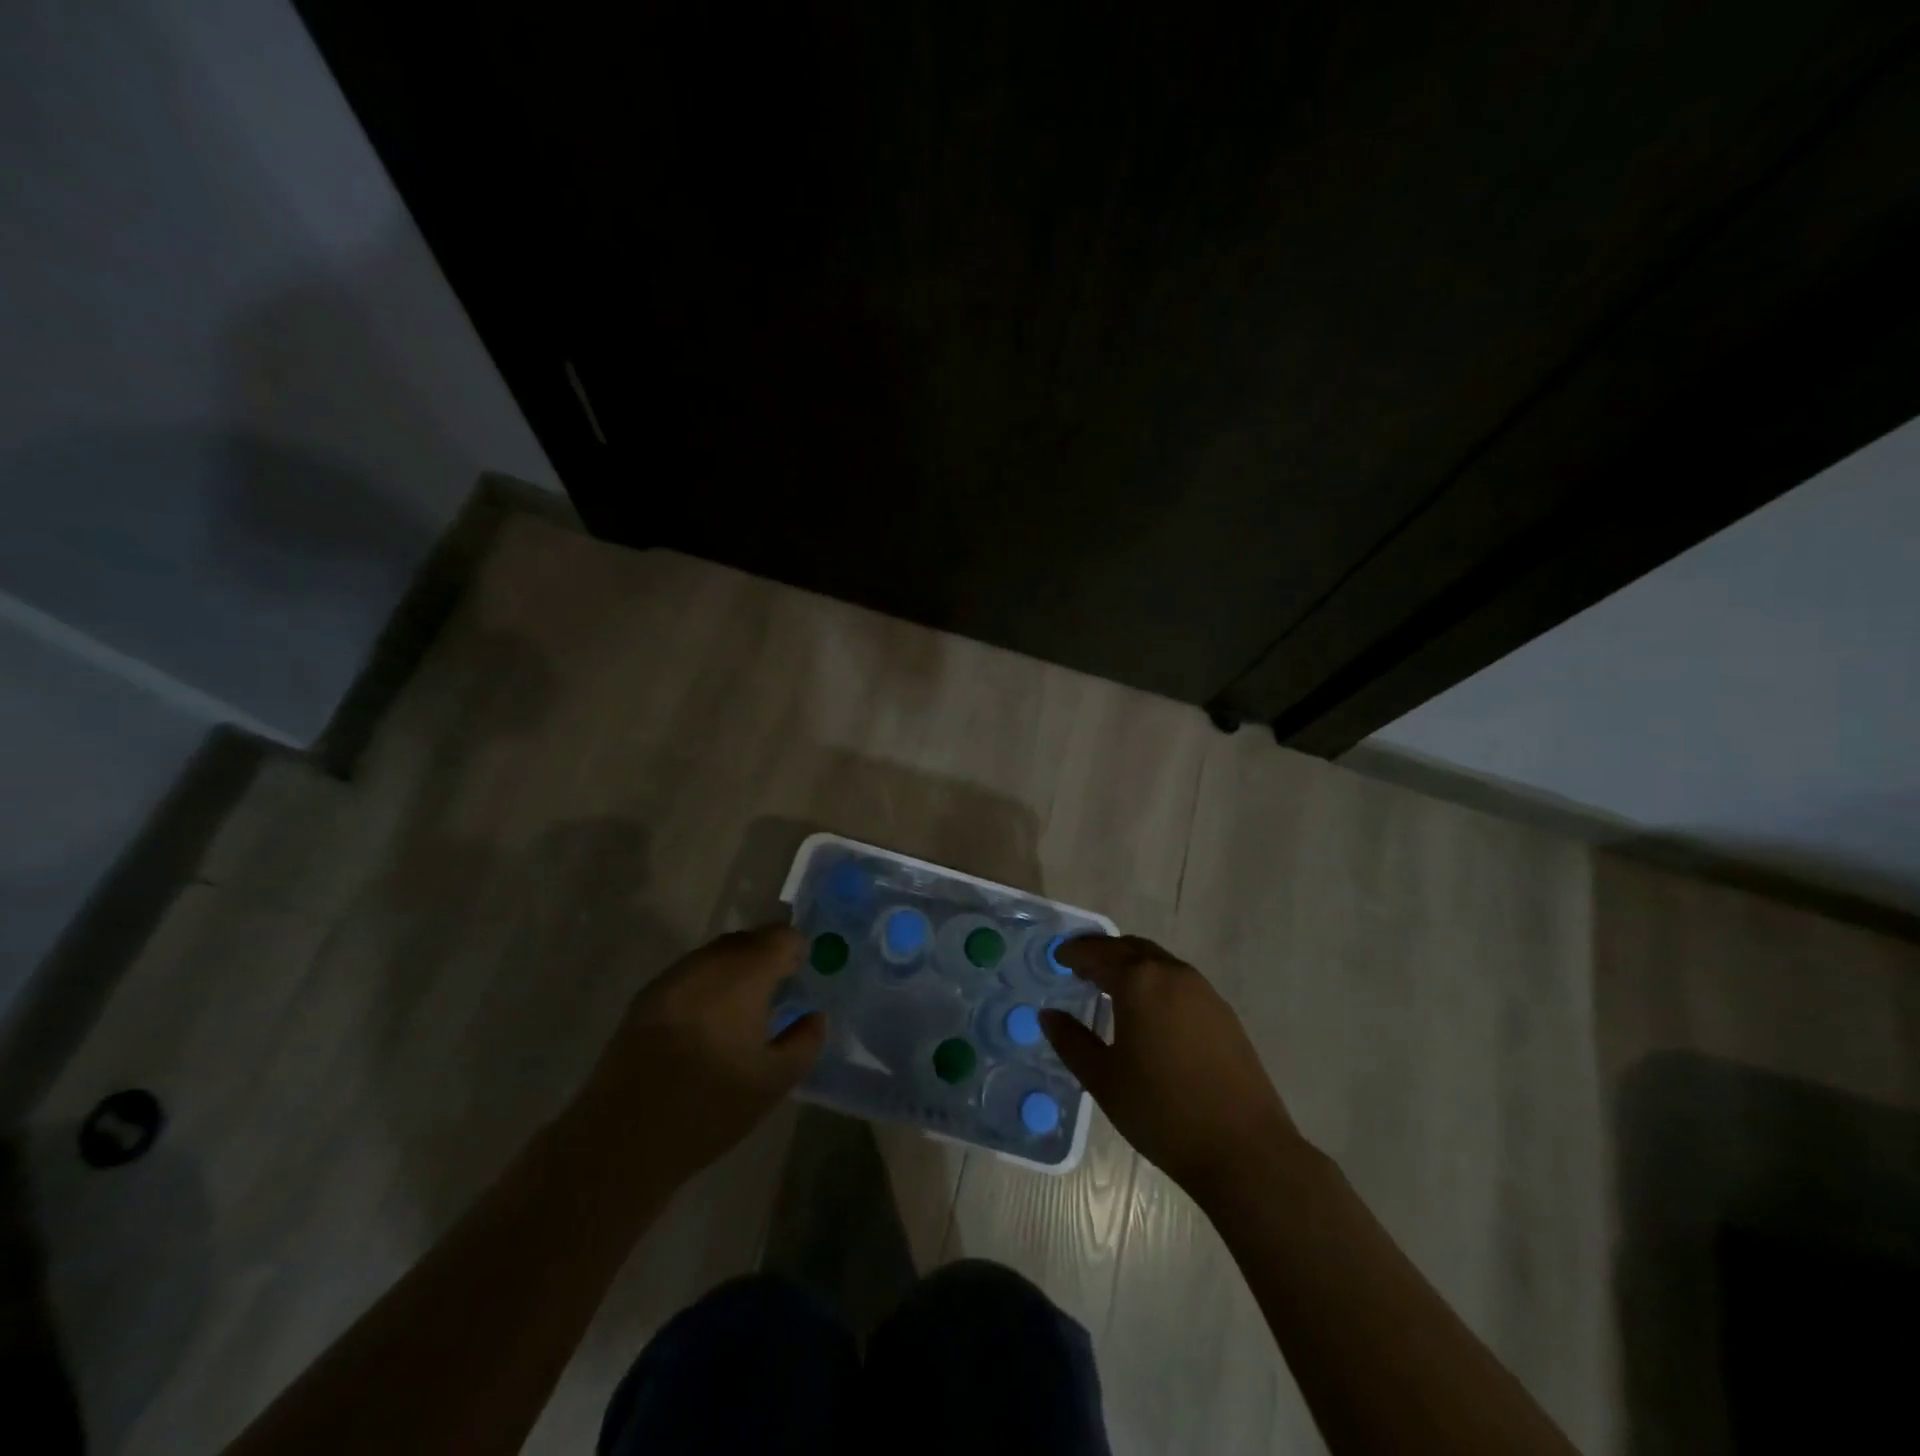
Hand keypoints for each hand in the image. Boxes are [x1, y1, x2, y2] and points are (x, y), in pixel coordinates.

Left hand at [581, 926, 823, 1179]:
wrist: (622, 1137)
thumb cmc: (709, 1105)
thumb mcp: (774, 1081)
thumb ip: (805, 1041)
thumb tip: (814, 1016)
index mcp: (744, 973)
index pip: (781, 936)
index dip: (798, 952)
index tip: (802, 979)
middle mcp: (707, 963)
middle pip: (748, 941)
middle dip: (767, 959)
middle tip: (778, 996)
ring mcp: (672, 978)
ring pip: (715, 957)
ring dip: (735, 972)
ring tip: (742, 1013)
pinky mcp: (646, 999)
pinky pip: (689, 976)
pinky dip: (707, 988)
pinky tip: (706, 1027)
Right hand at [1041, 935, 1303, 1200]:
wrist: (1245, 1149)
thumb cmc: (1162, 1112)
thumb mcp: (1104, 1079)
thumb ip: (1071, 1041)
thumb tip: (1049, 1015)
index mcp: (1139, 982)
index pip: (1098, 953)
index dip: (1075, 953)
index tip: (1058, 957)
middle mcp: (1172, 973)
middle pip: (1130, 948)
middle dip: (1103, 952)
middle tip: (1080, 965)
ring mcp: (1204, 991)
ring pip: (1158, 962)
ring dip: (1131, 965)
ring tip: (1110, 986)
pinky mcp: (1223, 1013)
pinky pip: (1179, 981)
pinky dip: (1154, 982)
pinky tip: (1148, 1011)